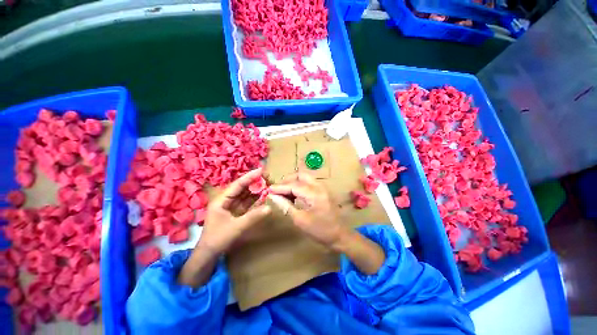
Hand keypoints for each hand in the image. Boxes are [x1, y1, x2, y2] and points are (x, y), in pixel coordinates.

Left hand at [200, 167, 271, 254]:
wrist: (209, 254)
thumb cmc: (218, 239)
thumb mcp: (236, 227)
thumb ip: (253, 217)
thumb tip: (269, 208)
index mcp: (221, 200)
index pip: (238, 185)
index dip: (250, 177)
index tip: (261, 170)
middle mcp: (226, 200)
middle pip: (242, 188)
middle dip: (254, 182)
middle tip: (268, 178)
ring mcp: (231, 206)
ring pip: (245, 195)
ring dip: (256, 190)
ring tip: (268, 185)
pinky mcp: (236, 212)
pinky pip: (247, 203)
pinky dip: (255, 200)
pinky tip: (263, 196)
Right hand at [268, 172, 384, 274]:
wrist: (340, 236)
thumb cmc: (320, 231)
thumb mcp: (300, 220)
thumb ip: (286, 206)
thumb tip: (273, 197)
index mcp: (314, 194)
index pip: (293, 185)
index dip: (280, 187)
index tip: (268, 190)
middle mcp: (319, 186)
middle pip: (301, 176)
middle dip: (287, 180)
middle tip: (278, 189)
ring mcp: (323, 188)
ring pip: (305, 178)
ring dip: (294, 182)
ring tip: (284, 192)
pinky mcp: (324, 191)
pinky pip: (309, 183)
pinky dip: (300, 186)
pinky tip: (294, 195)